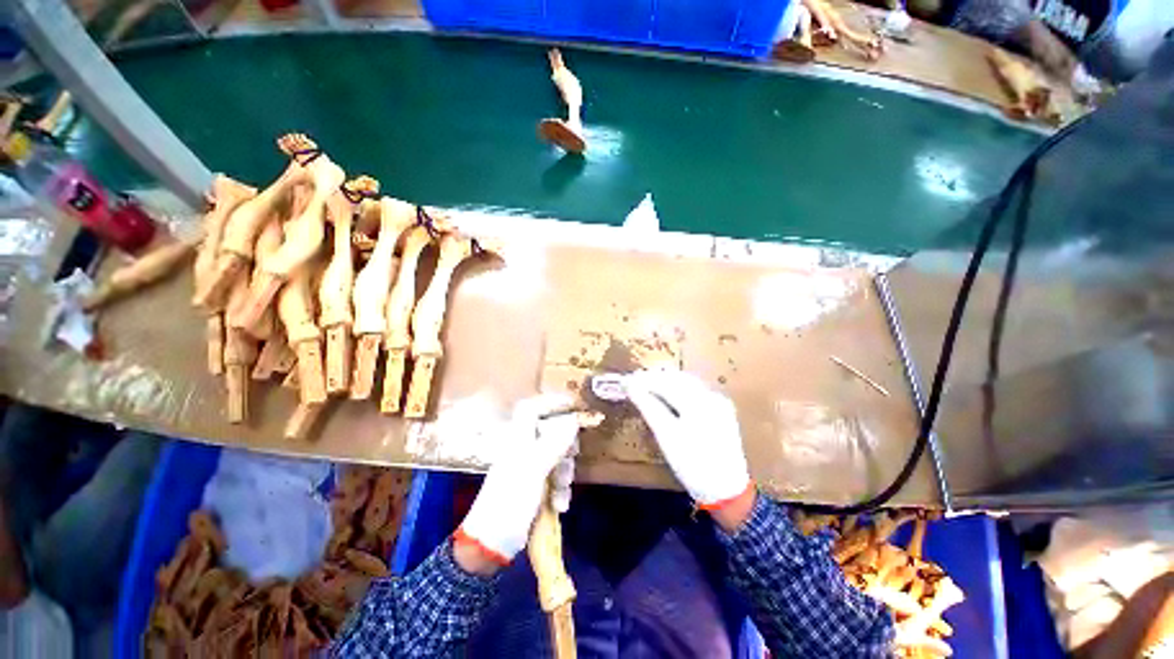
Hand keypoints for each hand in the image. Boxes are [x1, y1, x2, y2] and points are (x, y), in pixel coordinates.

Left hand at [455, 395, 579, 572]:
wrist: (492, 544)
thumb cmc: (509, 501)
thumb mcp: (533, 469)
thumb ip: (554, 442)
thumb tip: (573, 420)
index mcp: (518, 439)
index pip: (532, 409)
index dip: (551, 402)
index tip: (573, 406)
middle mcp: (524, 448)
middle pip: (552, 433)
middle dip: (566, 446)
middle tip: (572, 456)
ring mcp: (530, 468)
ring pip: (558, 456)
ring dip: (564, 473)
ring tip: (561, 492)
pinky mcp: (535, 486)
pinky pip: (556, 477)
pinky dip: (560, 489)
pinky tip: (559, 505)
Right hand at [626, 370, 751, 511]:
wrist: (726, 490)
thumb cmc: (692, 465)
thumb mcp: (666, 436)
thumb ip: (648, 406)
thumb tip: (630, 386)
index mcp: (698, 401)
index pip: (666, 382)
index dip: (644, 379)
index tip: (626, 381)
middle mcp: (711, 395)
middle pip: (677, 378)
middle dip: (654, 378)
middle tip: (633, 384)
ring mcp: (718, 401)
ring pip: (686, 382)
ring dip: (665, 382)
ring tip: (645, 387)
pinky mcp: (720, 408)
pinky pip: (695, 391)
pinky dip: (677, 389)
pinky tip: (666, 396)